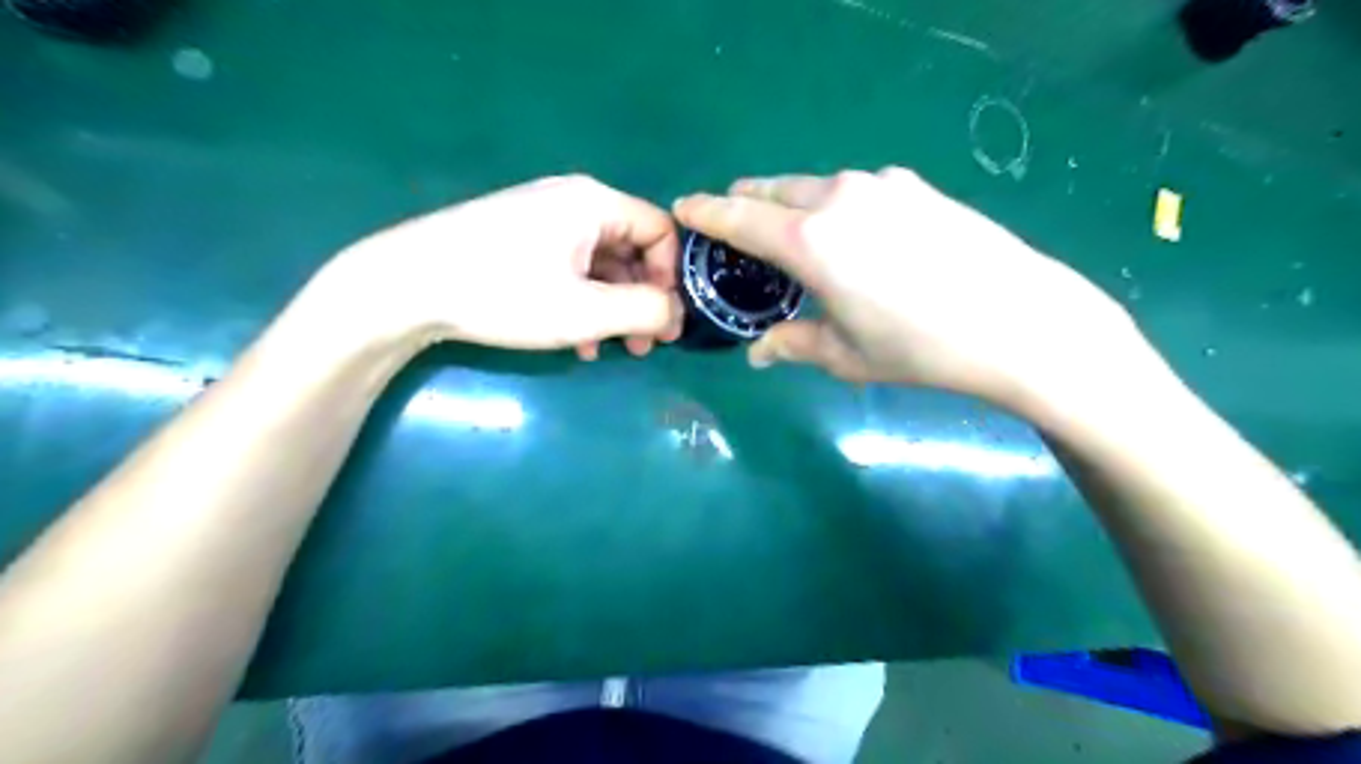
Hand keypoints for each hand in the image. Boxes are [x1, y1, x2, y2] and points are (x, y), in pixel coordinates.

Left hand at [318, 176, 680, 359]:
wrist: (404, 285)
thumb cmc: (503, 293)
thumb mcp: (585, 311)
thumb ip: (644, 311)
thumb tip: (676, 314)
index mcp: (595, 203)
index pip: (661, 231)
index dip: (672, 277)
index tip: (666, 322)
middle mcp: (572, 200)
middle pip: (631, 248)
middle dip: (642, 299)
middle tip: (642, 345)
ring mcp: (542, 217)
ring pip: (600, 263)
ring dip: (612, 307)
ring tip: (608, 348)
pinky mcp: (518, 237)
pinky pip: (570, 267)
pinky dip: (582, 301)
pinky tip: (574, 339)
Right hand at [675, 170, 1139, 414]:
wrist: (1020, 322)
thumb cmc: (920, 348)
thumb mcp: (846, 355)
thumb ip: (794, 344)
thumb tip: (759, 352)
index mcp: (810, 240)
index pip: (739, 216)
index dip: (706, 212)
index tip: (683, 207)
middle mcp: (839, 198)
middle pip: (773, 190)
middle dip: (746, 204)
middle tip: (734, 228)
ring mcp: (882, 185)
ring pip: (814, 187)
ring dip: (791, 205)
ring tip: (794, 238)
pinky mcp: (916, 186)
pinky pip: (855, 190)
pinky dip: (835, 206)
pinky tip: (854, 238)